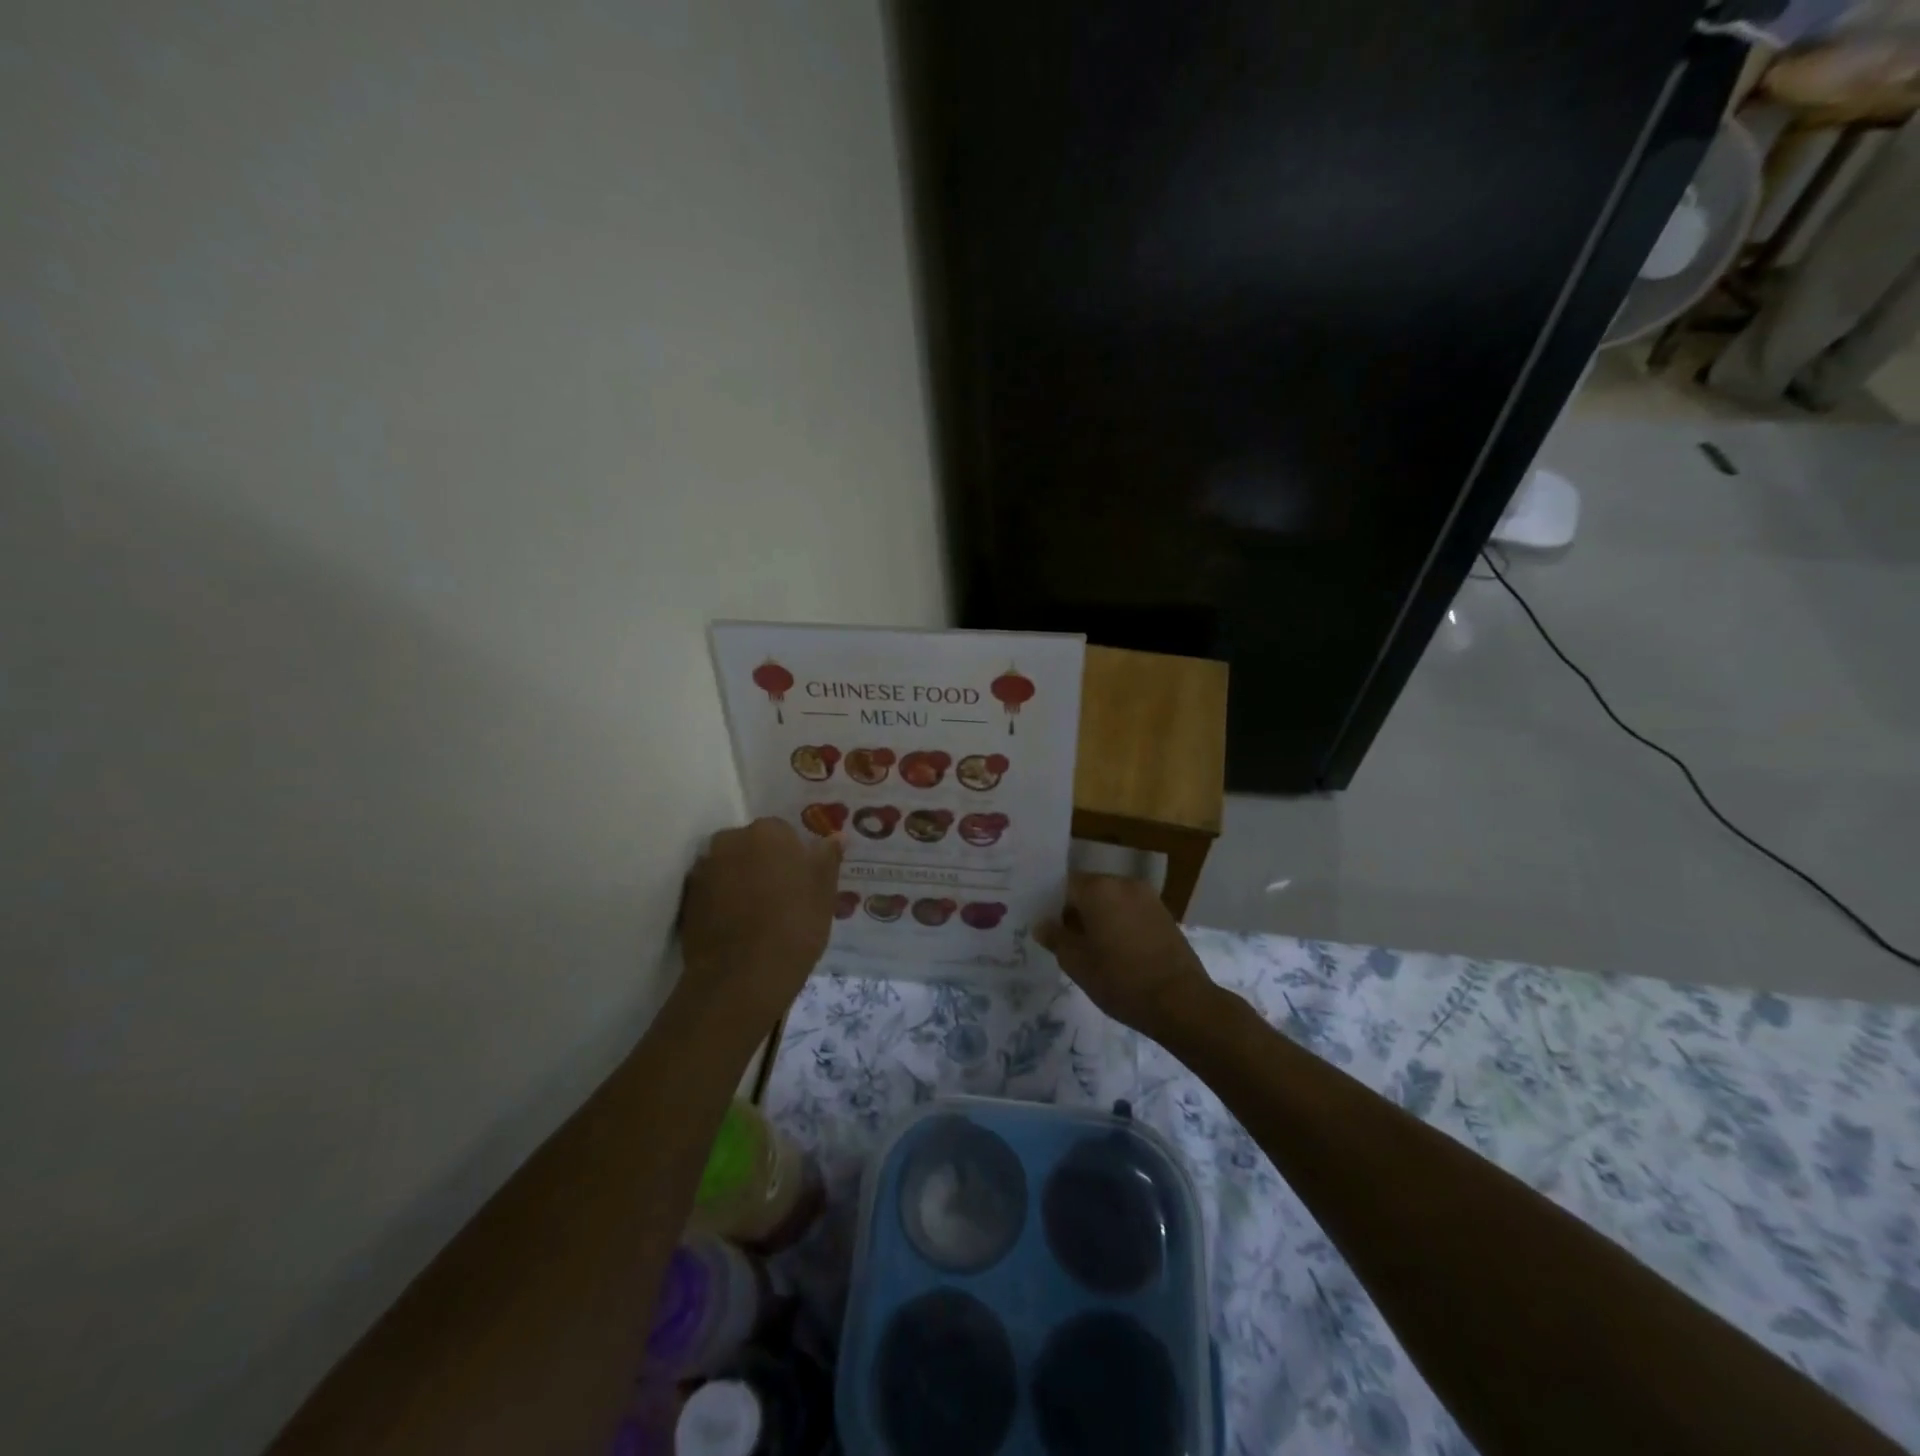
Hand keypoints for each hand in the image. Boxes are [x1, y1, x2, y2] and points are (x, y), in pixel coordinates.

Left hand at [678, 817, 842, 1027]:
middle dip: (764, 864)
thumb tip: (835, 837)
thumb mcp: (824, 893)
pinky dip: (722, 901)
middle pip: (752, 846)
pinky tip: (737, 927)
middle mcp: (730, 840)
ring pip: (730, 868)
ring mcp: (704, 869)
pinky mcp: (687, 899)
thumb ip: (828, 858)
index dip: (795, 858)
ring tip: (758, 916)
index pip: (784, 833)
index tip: (802, 883)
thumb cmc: (794, 926)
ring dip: (742, 881)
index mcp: (768, 832)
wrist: (742, 977)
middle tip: (781, 898)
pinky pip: (712, 892)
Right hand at [1034, 873, 1216, 1034]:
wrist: (1180, 1002)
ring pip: (1112, 900)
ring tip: (1093, 948)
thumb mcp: (1077, 963)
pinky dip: (1121, 923)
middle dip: (1077, 911)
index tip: (1048, 928)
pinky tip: (1118, 950)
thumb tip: (1042, 924)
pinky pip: (1131, 910)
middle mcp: (1123, 883)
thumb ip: (1056, 938)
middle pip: (1090, 890)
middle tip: (1067, 941)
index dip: (1052, 906)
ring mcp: (1148, 897)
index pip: (1064, 885)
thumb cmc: (1120, 980)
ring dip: (1100, 917)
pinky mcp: (1164, 914)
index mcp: (1098, 889)